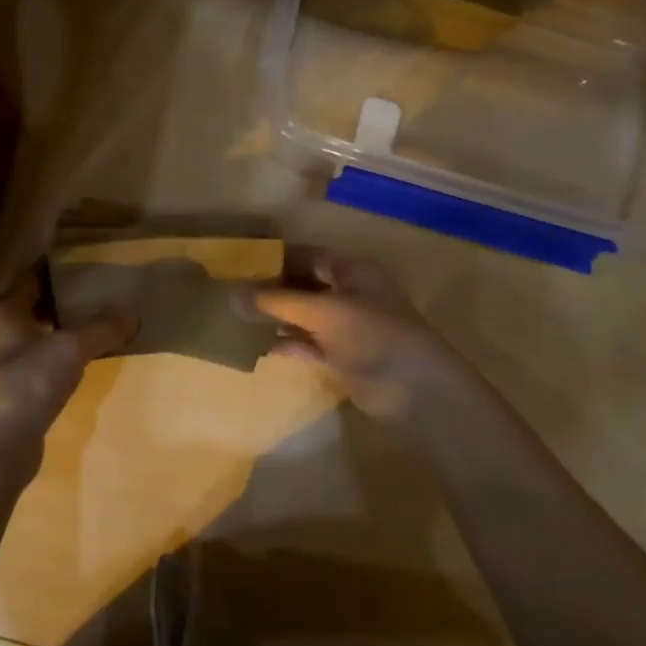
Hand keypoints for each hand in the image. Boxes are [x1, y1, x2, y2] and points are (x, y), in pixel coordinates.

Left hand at [0, 271, 136, 470]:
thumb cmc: (26, 382)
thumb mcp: (72, 348)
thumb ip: (103, 329)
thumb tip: (135, 314)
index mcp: (4, 310)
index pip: (32, 276)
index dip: (59, 268)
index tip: (88, 262)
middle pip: (35, 306)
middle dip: (65, 300)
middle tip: (102, 292)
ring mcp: (1, 365)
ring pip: (38, 337)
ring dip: (64, 331)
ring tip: (100, 323)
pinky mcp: (11, 393)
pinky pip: (41, 365)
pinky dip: (61, 359)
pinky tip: (84, 361)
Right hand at [252, 250, 487, 421]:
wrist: (414, 390)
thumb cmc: (372, 335)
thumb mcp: (323, 311)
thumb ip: (277, 302)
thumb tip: (231, 294)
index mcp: (353, 271)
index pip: (309, 255)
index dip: (277, 257)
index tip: (241, 261)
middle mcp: (349, 294)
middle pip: (304, 285)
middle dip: (271, 288)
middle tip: (230, 290)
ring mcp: (345, 328)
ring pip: (303, 316)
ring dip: (275, 317)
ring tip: (235, 316)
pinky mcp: (341, 358)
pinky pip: (306, 344)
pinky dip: (285, 343)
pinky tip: (256, 345)